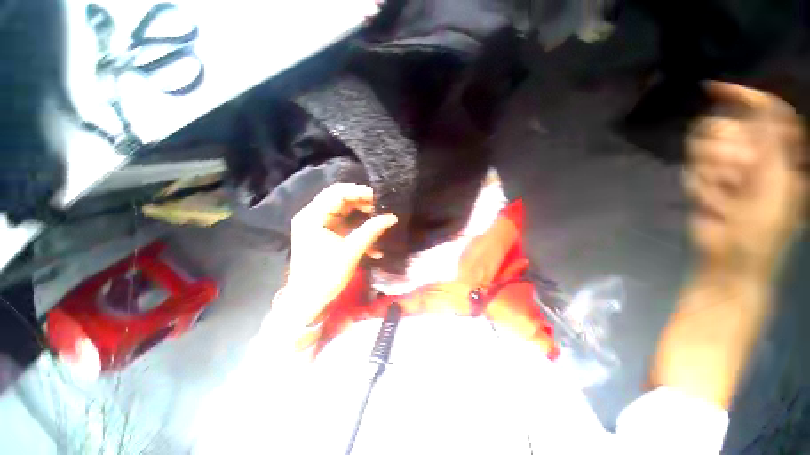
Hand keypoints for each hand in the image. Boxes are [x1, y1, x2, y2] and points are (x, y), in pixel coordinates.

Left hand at [281, 184, 397, 326]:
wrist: (308, 301)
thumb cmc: (325, 276)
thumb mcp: (351, 251)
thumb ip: (371, 231)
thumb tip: (392, 217)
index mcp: (312, 217)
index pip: (337, 193)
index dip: (360, 192)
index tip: (380, 198)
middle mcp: (313, 216)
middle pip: (340, 200)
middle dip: (363, 203)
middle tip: (382, 208)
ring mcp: (318, 225)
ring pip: (344, 211)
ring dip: (363, 216)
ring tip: (380, 221)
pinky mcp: (325, 234)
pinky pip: (344, 224)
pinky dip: (358, 229)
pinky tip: (373, 242)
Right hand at [684, 82, 806, 279]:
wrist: (731, 257)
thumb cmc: (763, 228)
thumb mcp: (777, 184)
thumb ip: (772, 143)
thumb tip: (758, 105)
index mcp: (777, 151)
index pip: (762, 109)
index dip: (741, 95)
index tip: (712, 88)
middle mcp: (751, 153)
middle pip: (724, 127)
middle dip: (726, 153)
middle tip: (737, 179)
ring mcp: (724, 168)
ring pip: (702, 149)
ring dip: (711, 174)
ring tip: (724, 197)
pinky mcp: (702, 181)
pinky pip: (690, 172)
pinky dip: (699, 188)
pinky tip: (711, 204)